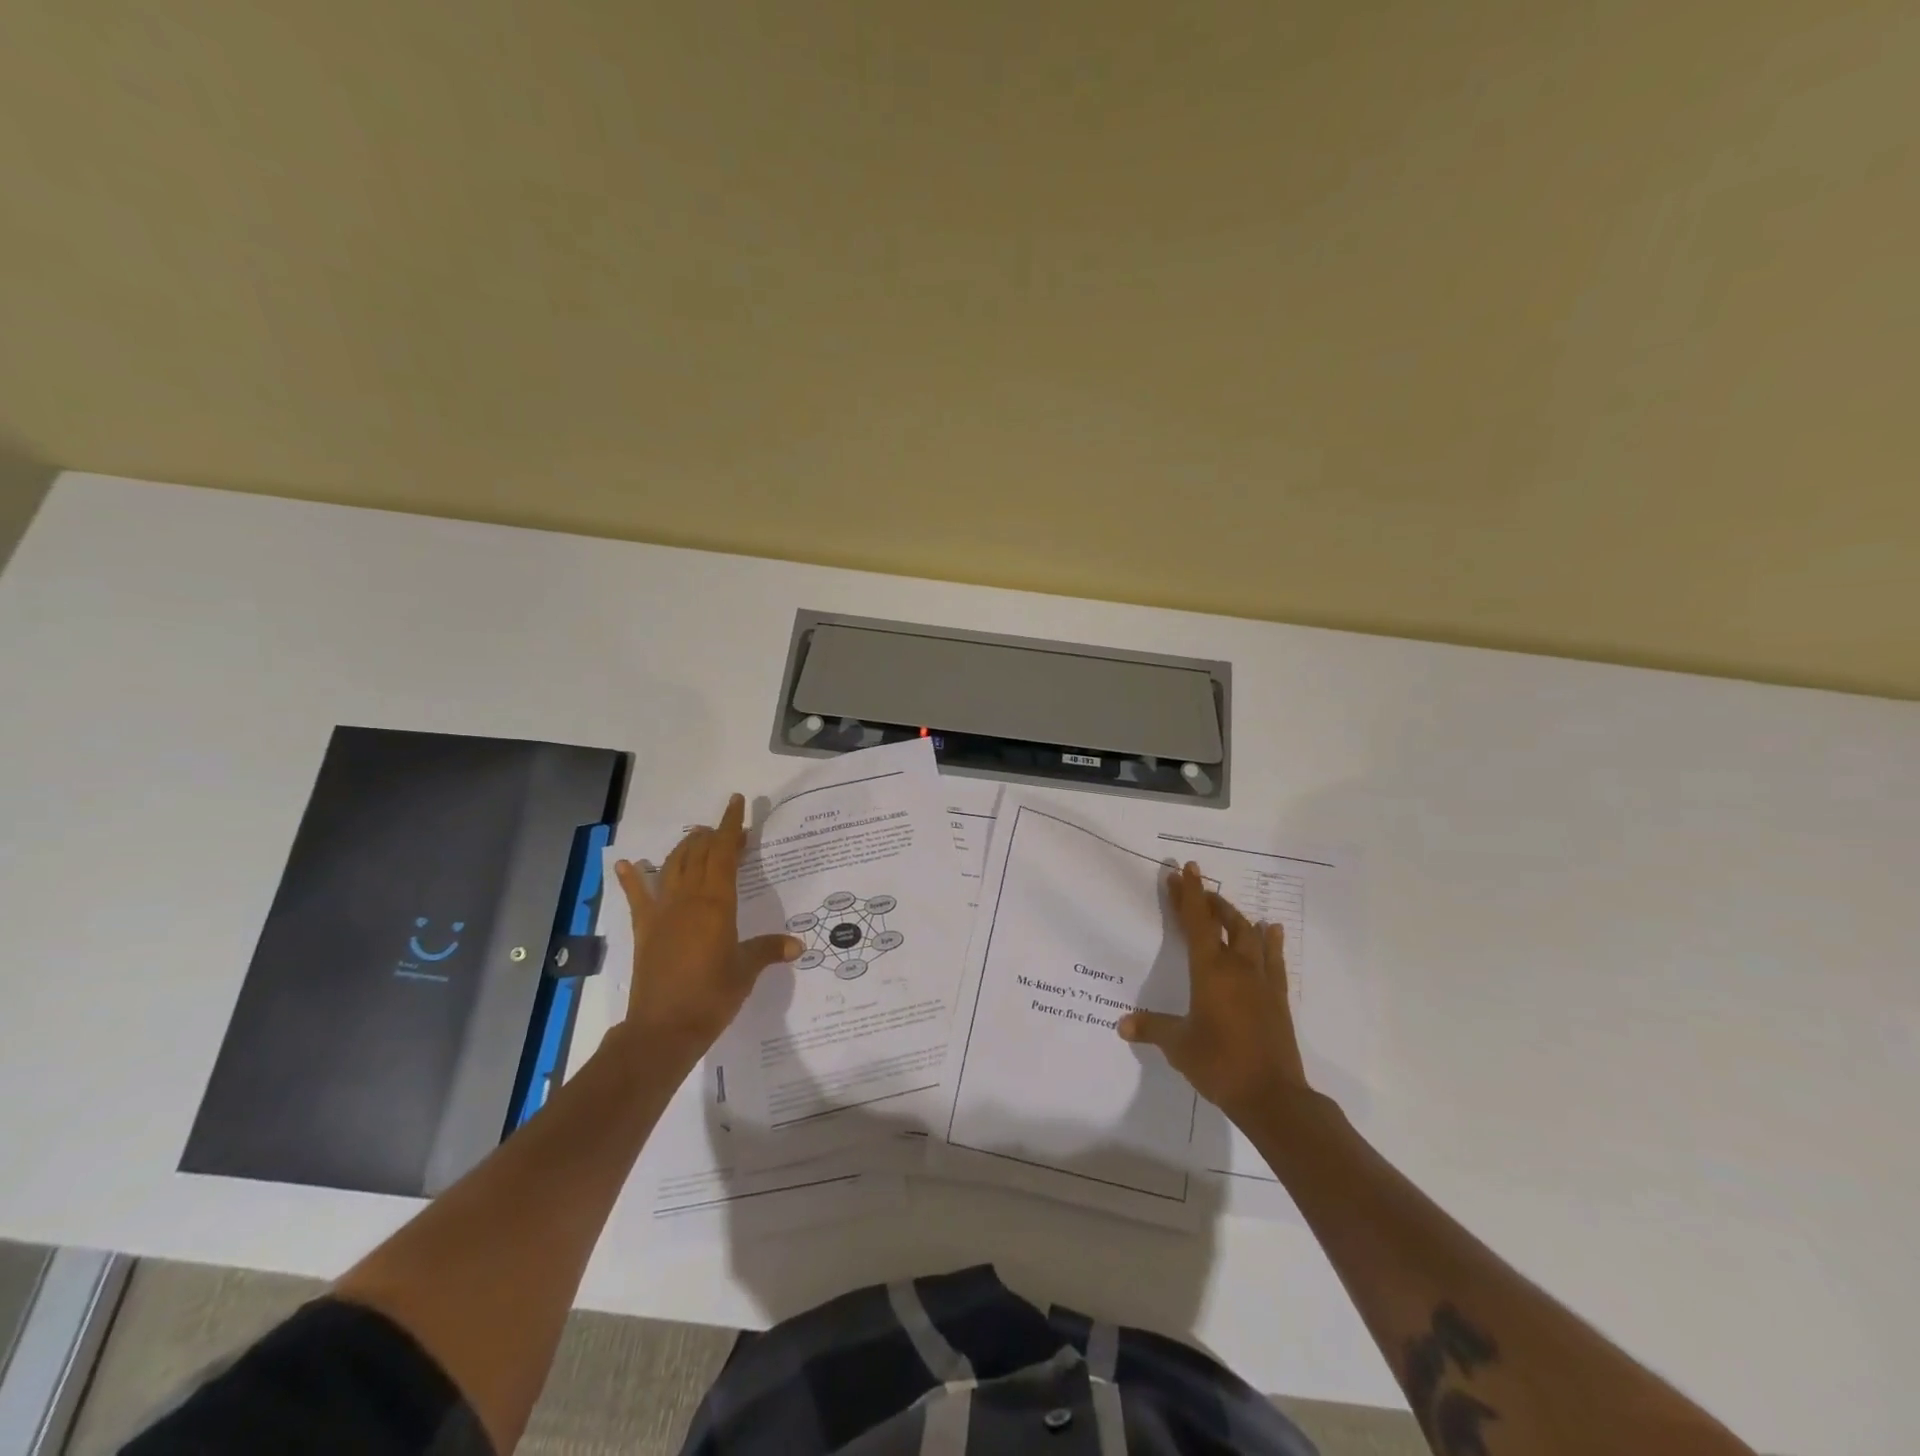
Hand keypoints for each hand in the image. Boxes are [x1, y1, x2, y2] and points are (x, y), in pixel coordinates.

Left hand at [612, 794, 799, 1067]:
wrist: (663, 1030)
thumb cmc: (712, 996)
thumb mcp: (746, 971)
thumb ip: (768, 951)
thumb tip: (796, 945)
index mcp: (716, 903)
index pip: (724, 853)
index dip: (731, 826)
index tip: (737, 803)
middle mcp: (687, 899)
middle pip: (698, 853)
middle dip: (712, 835)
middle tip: (728, 830)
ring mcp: (662, 913)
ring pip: (672, 866)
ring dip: (684, 848)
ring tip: (696, 838)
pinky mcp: (644, 930)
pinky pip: (637, 897)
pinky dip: (631, 878)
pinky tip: (626, 863)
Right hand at [1118, 861, 1308, 1120]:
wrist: (1273, 1096)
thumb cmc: (1219, 1064)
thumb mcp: (1178, 1046)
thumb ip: (1152, 1028)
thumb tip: (1122, 1025)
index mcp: (1210, 971)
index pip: (1196, 922)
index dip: (1189, 895)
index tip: (1184, 870)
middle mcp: (1237, 967)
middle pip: (1225, 921)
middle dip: (1209, 901)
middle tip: (1196, 887)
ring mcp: (1262, 981)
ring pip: (1250, 935)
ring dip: (1235, 917)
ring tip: (1224, 906)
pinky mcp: (1278, 998)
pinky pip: (1274, 959)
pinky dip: (1270, 941)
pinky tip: (1271, 929)